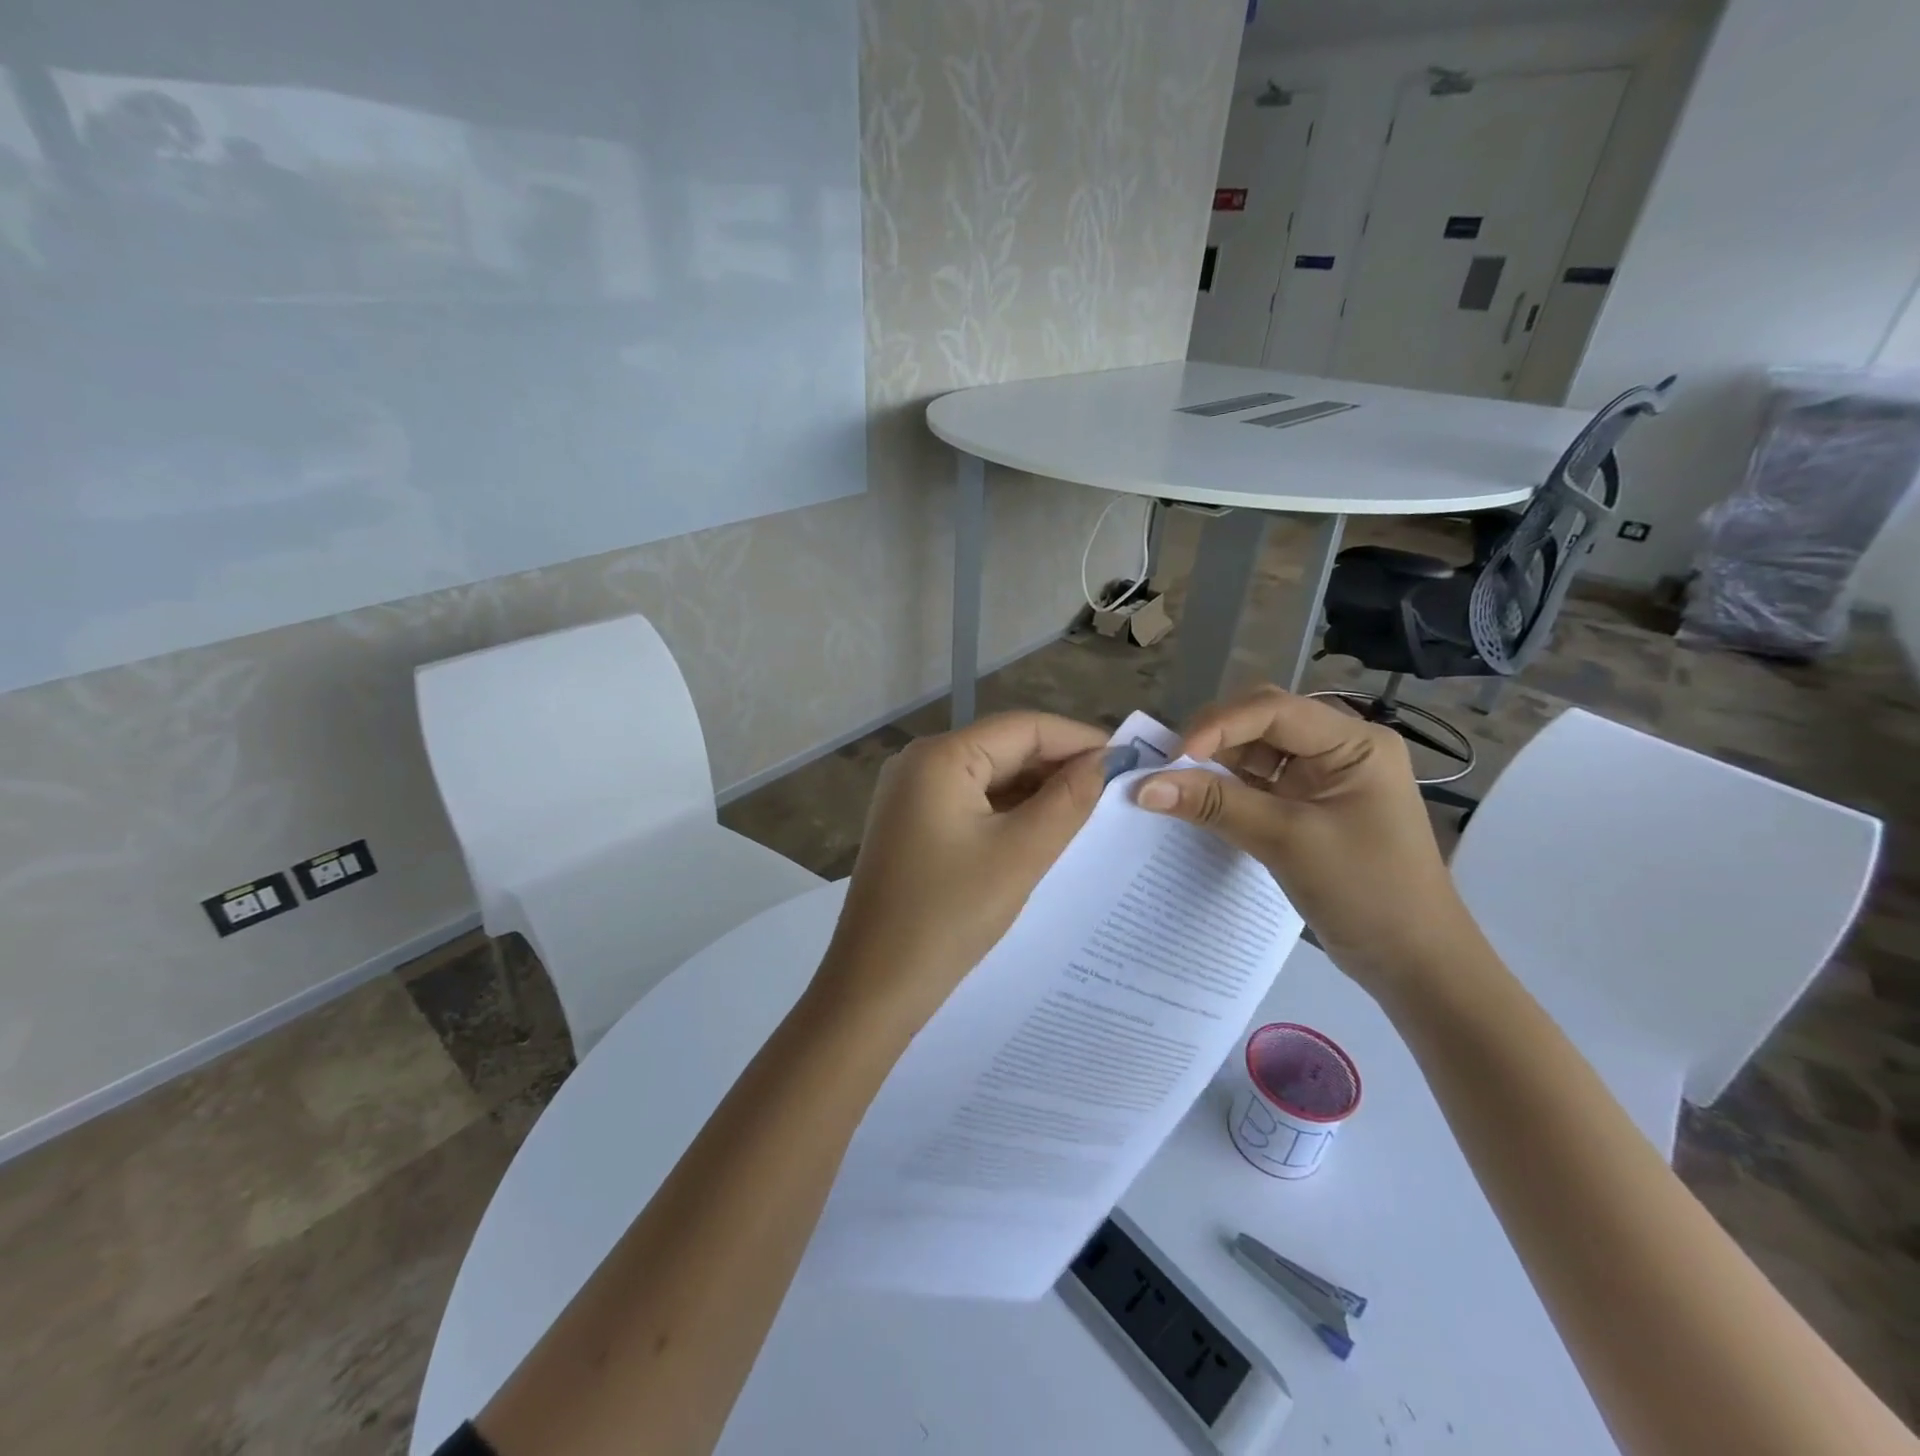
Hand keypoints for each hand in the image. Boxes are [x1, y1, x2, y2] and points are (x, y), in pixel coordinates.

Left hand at [819, 712, 1107, 1027]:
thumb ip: (1068, 800)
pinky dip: (1010, 813)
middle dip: (1060, 766)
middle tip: (1116, 791)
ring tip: (1091, 812)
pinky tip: (1046, 831)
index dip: (1079, 739)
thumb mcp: (1020, 854)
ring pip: (990, 777)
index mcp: (940, 757)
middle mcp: (920, 763)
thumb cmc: (949, 916)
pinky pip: (972, 803)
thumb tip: (1106, 760)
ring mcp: (912, 795)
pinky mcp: (913, 825)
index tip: (1129, 761)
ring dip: (1038, 792)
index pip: (1024, 727)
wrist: (876, 986)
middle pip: (1005, 748)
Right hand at [1134, 686, 1481, 994]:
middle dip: (1212, 739)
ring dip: (1214, 765)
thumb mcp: (1287, 842)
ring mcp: (1323, 778)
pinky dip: (1225, 790)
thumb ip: (1216, 806)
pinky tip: (1197, 803)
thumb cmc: (1367, 892)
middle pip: (1261, 722)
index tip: (1173, 758)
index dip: (1218, 725)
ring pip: (1254, 752)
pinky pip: (1256, 783)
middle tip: (1167, 768)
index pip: (1274, 710)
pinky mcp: (1308, 807)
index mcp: (1354, 743)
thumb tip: (1143, 787)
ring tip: (1173, 785)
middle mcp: (1339, 748)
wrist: (1414, 963)